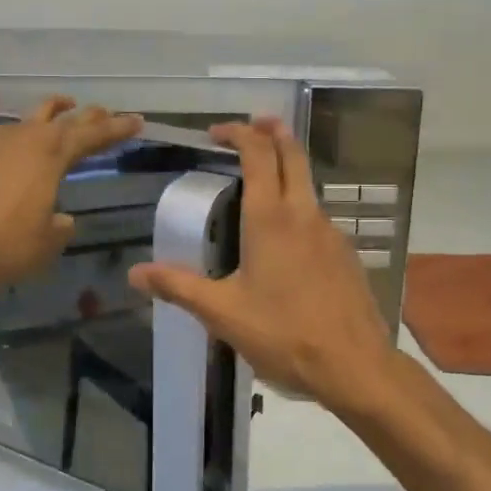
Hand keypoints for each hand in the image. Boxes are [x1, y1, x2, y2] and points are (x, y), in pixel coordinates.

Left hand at [0, 96, 140, 295]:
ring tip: (61, 104)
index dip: (116, 129)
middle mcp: (22, 139)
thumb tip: (59, 219)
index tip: (136, 121)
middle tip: (104, 113)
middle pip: (62, 121)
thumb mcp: (45, 244)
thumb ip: (59, 227)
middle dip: (87, 116)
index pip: (92, 137)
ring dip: (45, 110)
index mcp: (50, 157)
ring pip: (23, 117)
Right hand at [129, 118, 404, 419]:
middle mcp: (304, 214)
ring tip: (262, 184)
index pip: (258, 155)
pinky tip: (286, 240)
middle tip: (253, 125)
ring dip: (287, 170)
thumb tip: (135, 273)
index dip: (239, 133)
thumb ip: (179, 287)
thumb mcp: (223, 313)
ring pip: (308, 186)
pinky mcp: (346, 254)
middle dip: (273, 132)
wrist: (354, 366)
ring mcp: (331, 233)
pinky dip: (299, 207)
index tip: (218, 132)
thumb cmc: (283, 334)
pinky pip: (318, 217)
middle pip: (293, 155)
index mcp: (270, 219)